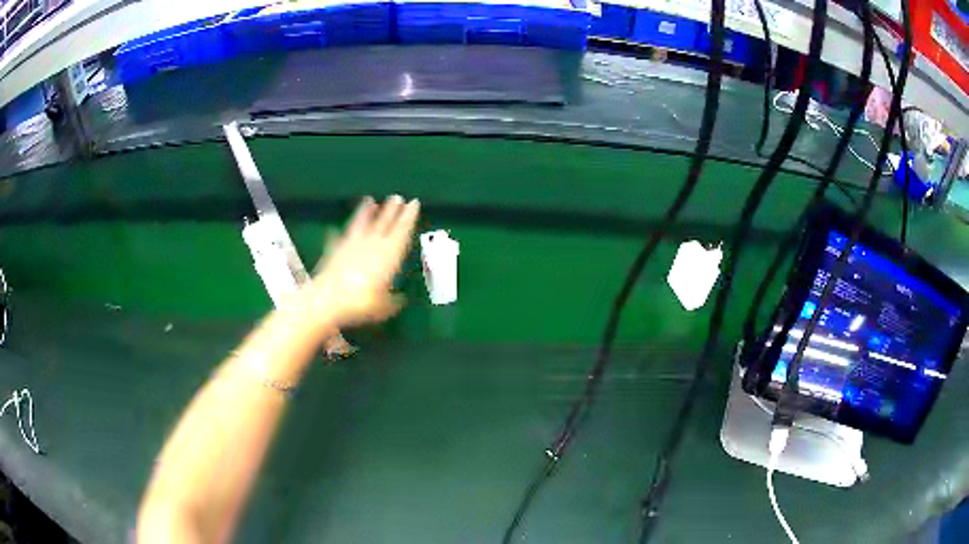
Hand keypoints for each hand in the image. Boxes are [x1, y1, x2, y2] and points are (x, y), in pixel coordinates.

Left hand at [305, 196, 419, 329]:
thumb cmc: (362, 302)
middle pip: (384, 222)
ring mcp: (351, 244)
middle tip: (397, 197)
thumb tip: (401, 298)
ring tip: (369, 201)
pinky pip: (338, 238)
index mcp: (389, 254)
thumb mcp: (385, 306)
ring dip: (366, 212)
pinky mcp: (334, 250)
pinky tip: (335, 230)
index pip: (402, 230)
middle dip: (392, 210)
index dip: (409, 216)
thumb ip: (393, 300)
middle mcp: (372, 244)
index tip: (413, 202)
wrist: (328, 299)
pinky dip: (339, 234)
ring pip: (361, 224)